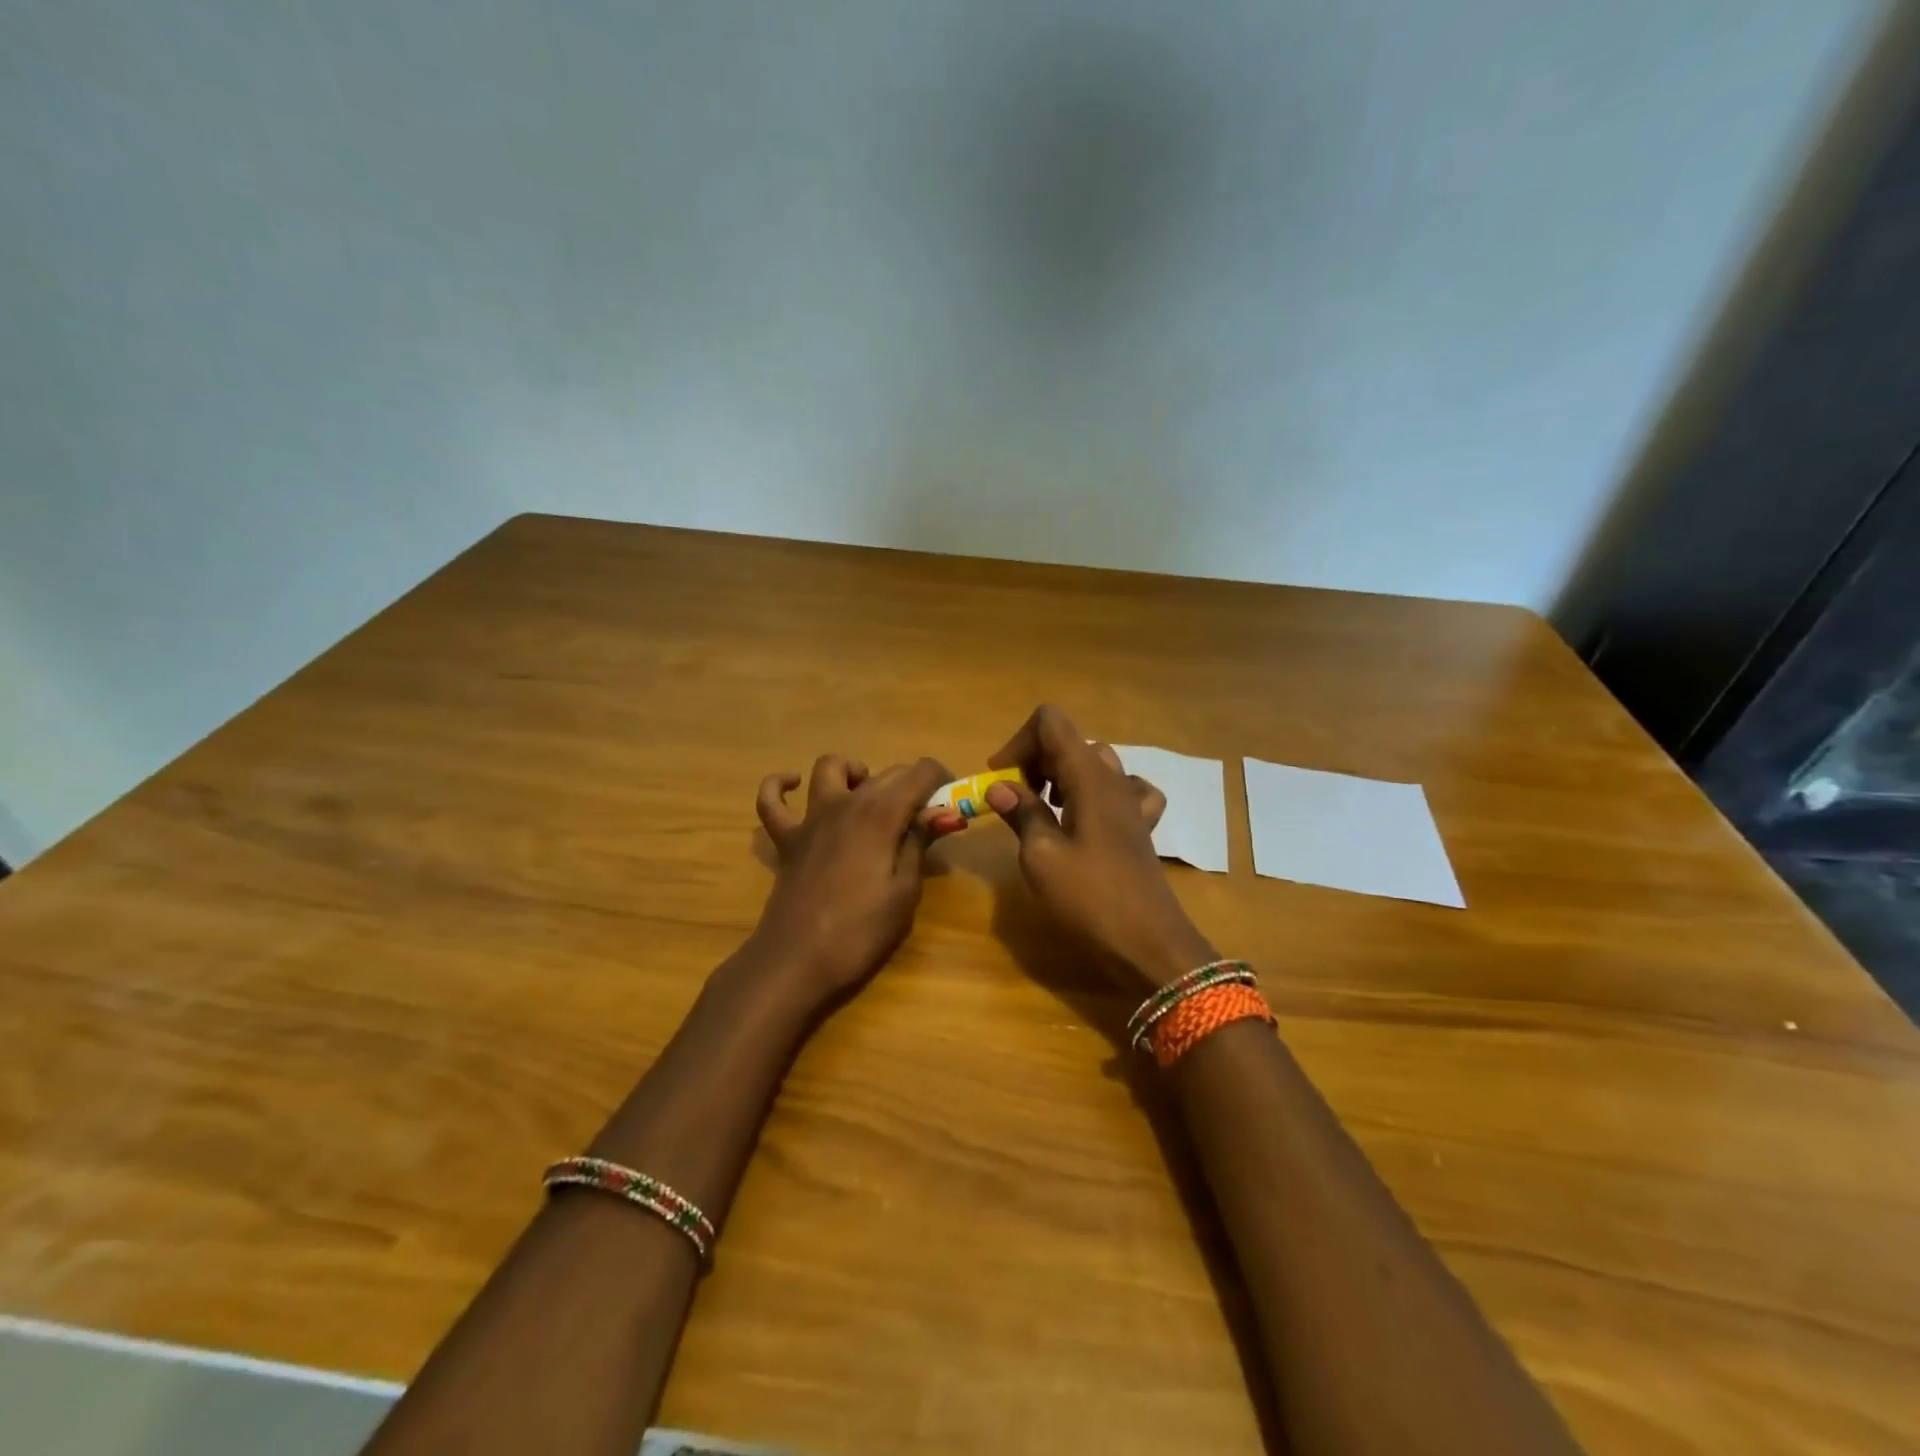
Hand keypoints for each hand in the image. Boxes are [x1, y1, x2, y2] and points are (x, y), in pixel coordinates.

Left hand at [749, 755, 958, 1007]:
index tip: (952, 801)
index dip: (941, 779)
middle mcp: (845, 803)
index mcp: (880, 815)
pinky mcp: (786, 838)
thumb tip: (941, 813)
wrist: (797, 961)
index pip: (919, 773)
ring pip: (830, 768)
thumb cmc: (860, 931)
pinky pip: (771, 800)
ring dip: (855, 772)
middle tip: (926, 817)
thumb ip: (919, 843)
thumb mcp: (904, 891)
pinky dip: (780, 785)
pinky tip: (794, 785)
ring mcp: (811, 818)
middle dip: (912, 784)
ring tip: (869, 796)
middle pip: (885, 772)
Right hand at [985, 705, 1215, 990]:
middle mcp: (1113, 780)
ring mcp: (1132, 803)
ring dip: (1061, 776)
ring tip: (1044, 810)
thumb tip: (999, 785)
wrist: (1148, 944)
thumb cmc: (1090, 898)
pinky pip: (1123, 791)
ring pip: (1093, 764)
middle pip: (1070, 742)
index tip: (999, 778)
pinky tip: (1086, 819)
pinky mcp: (1140, 827)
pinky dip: (1097, 795)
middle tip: (1015, 800)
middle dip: (1035, 761)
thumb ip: (1021, 813)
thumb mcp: (1041, 855)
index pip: (1052, 723)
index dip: (1019, 741)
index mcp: (1088, 777)